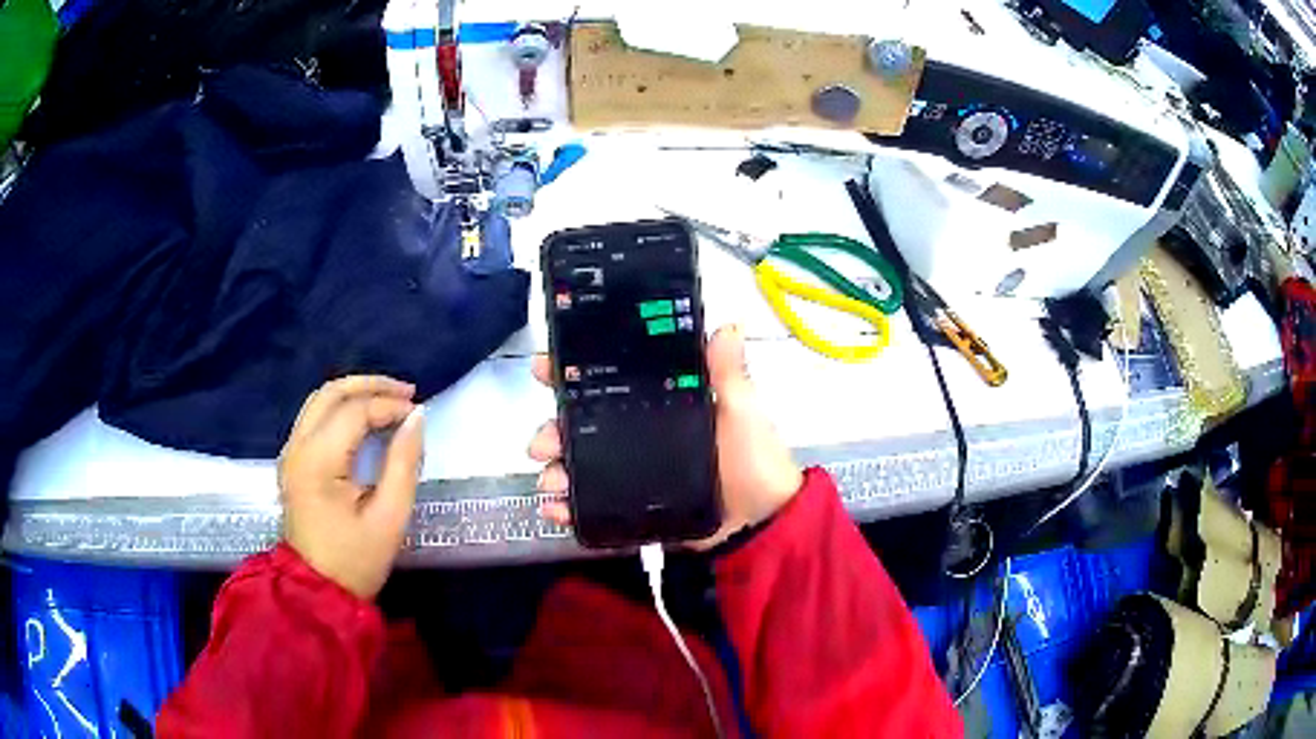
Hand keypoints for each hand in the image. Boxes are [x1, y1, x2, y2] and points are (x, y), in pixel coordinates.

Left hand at [278, 376, 424, 598]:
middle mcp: (297, 447)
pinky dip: (342, 408)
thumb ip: (404, 464)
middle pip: (330, 392)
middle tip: (406, 392)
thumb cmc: (356, 559)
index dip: (389, 405)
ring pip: (320, 400)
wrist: (317, 591)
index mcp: (318, 461)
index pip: (354, 411)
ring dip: (355, 393)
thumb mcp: (389, 517)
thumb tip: (417, 418)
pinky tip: (365, 419)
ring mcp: (290, 452)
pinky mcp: (293, 461)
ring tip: (390, 401)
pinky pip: (315, 417)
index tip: (419, 414)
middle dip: (370, 385)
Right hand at [528, 324, 803, 548]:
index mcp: (659, 404)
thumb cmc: (753, 461)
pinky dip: (566, 507)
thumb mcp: (741, 411)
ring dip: (555, 469)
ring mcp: (630, 472)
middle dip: (552, 428)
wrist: (760, 525)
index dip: (573, 371)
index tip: (545, 367)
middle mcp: (638, 434)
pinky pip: (591, 505)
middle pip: (580, 425)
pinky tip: (555, 509)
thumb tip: (727, 325)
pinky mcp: (629, 506)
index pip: (608, 381)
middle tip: (544, 439)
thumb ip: (728, 373)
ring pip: (578, 465)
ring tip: (551, 478)